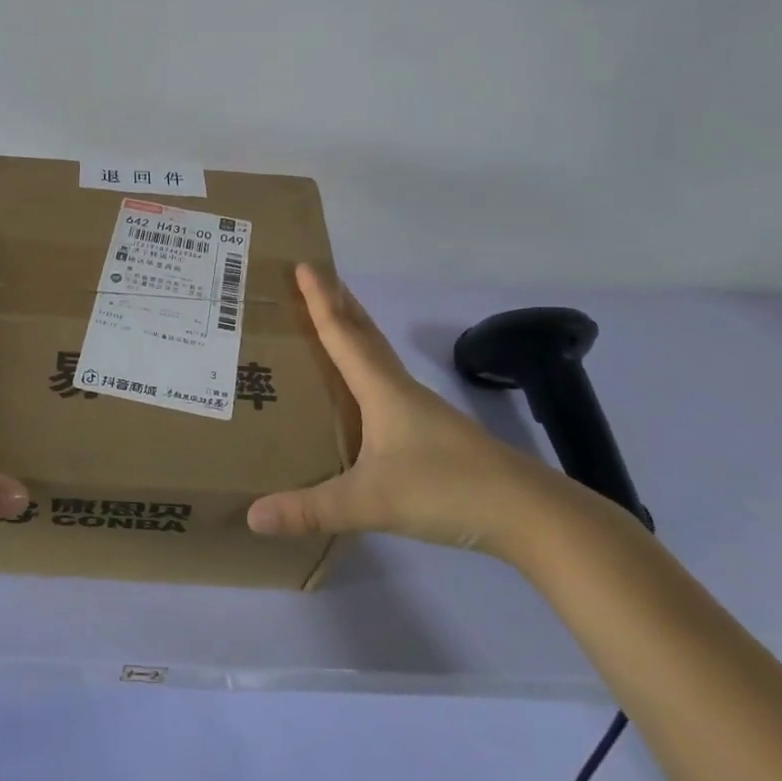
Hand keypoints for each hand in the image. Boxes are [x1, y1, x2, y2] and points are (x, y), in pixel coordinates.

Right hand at [246, 264, 567, 555]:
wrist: (528, 513)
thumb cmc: (445, 489)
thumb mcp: (371, 502)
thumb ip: (311, 509)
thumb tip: (253, 516)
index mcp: (382, 390)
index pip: (342, 334)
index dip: (320, 300)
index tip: (304, 264)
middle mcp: (400, 389)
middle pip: (365, 333)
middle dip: (339, 301)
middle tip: (317, 276)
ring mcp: (420, 410)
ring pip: (379, 356)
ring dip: (355, 330)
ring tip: (333, 320)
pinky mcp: (433, 432)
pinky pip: (388, 382)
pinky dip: (368, 365)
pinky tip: (364, 389)